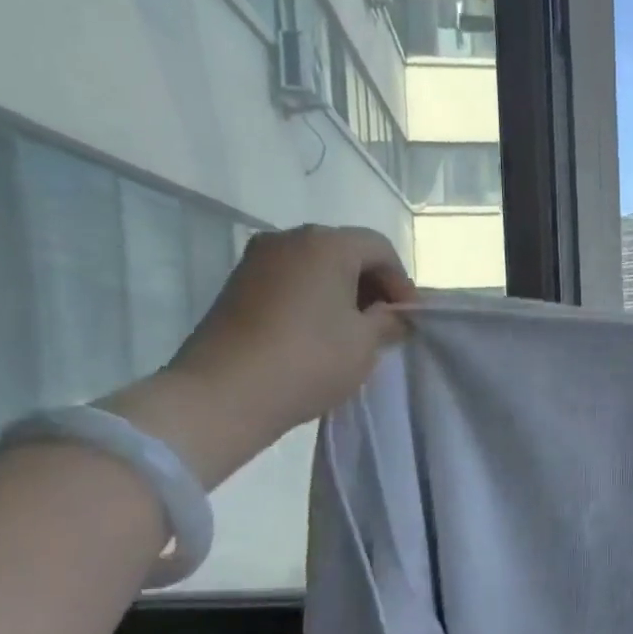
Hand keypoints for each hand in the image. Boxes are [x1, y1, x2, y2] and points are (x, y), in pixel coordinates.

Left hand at [103, 226, 414, 486]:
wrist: (223, 394)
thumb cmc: (309, 360)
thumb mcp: (365, 343)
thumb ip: (388, 321)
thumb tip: (393, 315)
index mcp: (326, 244)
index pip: (379, 248)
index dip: (401, 282)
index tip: (408, 318)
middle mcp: (289, 239)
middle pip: (345, 251)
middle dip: (371, 285)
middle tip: (384, 324)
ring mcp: (257, 260)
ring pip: (315, 266)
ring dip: (340, 292)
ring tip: (352, 332)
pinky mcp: (237, 285)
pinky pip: (289, 281)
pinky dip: (312, 299)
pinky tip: (318, 333)